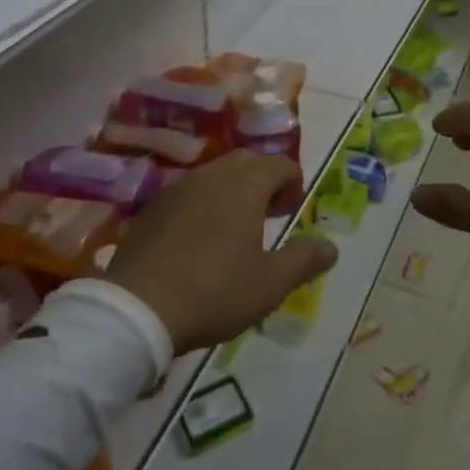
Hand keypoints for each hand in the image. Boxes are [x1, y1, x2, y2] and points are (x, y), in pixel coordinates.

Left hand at [104, 151, 336, 354]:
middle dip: (264, 179)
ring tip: (238, 226)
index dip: (293, 182)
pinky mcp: (152, 207)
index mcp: (245, 185)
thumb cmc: (215, 291)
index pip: (279, 164)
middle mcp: (212, 175)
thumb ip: (304, 260)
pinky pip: (189, 192)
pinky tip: (201, 238)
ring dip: (233, 190)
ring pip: (215, 174)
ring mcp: (177, 188)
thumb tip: (331, 247)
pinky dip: (205, 203)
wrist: (138, 308)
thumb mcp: (270, 283)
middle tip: (271, 212)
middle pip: (246, 162)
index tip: (295, 208)